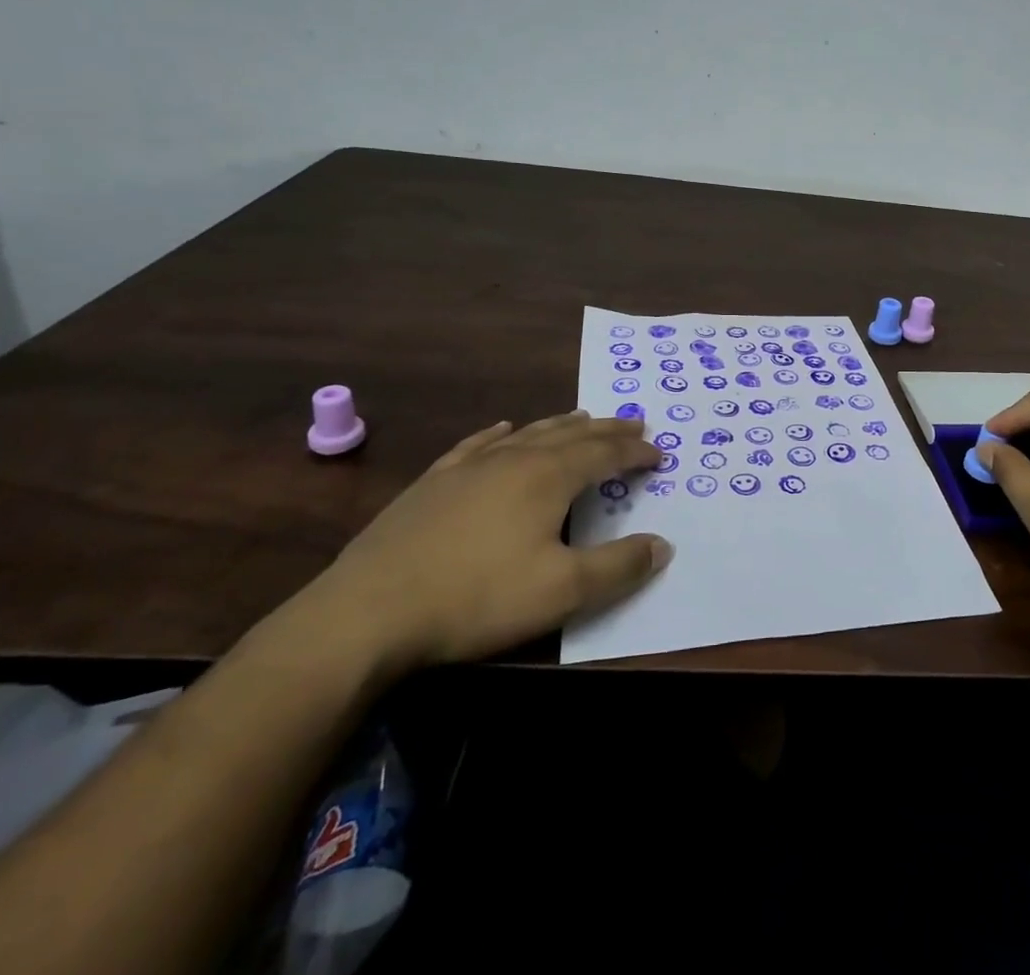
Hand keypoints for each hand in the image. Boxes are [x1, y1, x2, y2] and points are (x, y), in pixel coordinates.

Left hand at [305, 412, 669, 671]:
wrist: (367, 612)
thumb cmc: (476, 599)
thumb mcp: (561, 591)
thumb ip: (618, 567)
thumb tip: (663, 545)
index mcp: (548, 477)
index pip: (605, 454)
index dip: (635, 452)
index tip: (659, 453)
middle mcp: (514, 458)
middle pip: (572, 434)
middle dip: (607, 429)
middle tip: (634, 422)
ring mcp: (469, 467)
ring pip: (528, 433)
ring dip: (563, 424)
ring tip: (583, 417)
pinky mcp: (433, 482)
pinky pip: (478, 444)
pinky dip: (501, 433)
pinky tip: (504, 428)